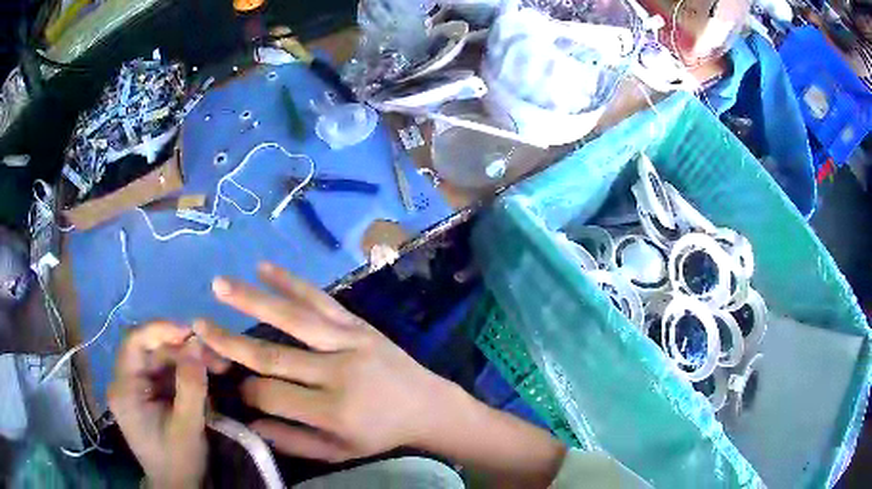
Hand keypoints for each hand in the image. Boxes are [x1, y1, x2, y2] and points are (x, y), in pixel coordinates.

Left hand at [108, 322, 221, 488]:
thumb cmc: (178, 462)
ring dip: (187, 360)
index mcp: (124, 389)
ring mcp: (136, 388)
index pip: (134, 343)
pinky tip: (204, 379)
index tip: (191, 332)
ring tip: (217, 366)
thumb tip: (197, 344)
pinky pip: (165, 374)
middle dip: (182, 349)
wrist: (177, 487)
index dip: (160, 330)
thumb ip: (190, 387)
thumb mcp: (187, 428)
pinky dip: (185, 373)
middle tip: (215, 355)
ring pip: (160, 360)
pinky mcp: (147, 394)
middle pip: (150, 350)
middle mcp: (125, 382)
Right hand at [194, 262, 453, 461]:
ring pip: (293, 318)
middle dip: (230, 341)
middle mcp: (338, 372)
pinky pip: (321, 300)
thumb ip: (292, 441)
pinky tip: (265, 268)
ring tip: (219, 285)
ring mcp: (349, 341)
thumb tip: (249, 422)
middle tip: (198, 325)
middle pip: (273, 355)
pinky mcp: (358, 324)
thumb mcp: (338, 451)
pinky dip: (292, 282)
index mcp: (333, 411)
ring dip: (252, 299)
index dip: (246, 390)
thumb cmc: (379, 434)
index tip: (231, 384)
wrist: (426, 405)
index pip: (272, 396)